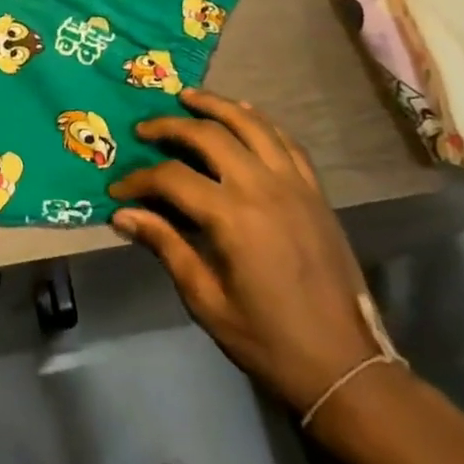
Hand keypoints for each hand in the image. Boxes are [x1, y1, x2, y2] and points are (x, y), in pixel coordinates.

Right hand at [109, 89, 380, 410]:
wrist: (345, 366)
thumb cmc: (268, 340)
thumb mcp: (206, 300)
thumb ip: (165, 246)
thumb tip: (122, 214)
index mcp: (232, 218)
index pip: (172, 177)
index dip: (139, 179)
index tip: (118, 189)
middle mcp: (262, 188)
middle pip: (208, 135)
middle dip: (170, 126)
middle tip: (145, 129)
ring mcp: (294, 186)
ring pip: (251, 124)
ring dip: (216, 105)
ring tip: (189, 96)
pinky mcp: (315, 192)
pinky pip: (286, 142)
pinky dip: (261, 122)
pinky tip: (244, 114)